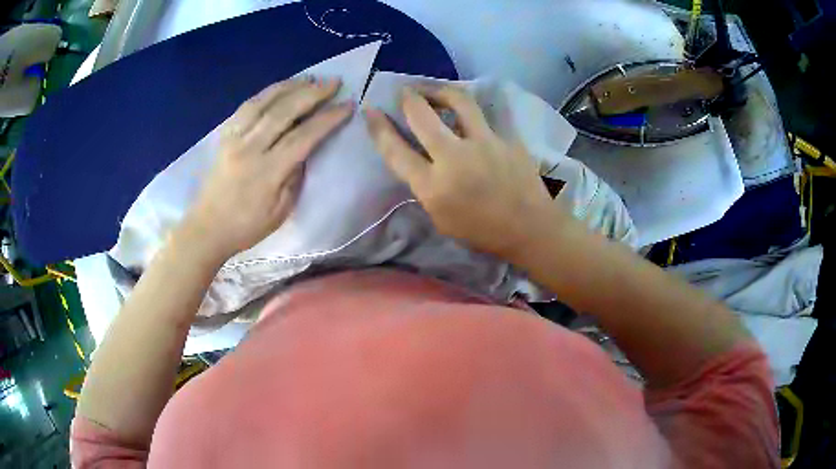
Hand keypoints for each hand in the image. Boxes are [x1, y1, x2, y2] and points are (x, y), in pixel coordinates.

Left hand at [180, 77, 352, 260]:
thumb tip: (305, 150)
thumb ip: (295, 177)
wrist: (207, 228)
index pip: (303, 137)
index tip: (347, 105)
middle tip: (333, 82)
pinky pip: (246, 107)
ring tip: (309, 79)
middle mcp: (249, 148)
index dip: (327, 119)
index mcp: (267, 172)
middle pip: (283, 112)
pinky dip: (265, 94)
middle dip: (312, 93)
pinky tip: (279, 88)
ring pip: (263, 103)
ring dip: (289, 86)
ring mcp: (234, 139)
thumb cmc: (246, 227)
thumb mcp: (280, 211)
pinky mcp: (224, 136)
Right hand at [365, 85, 560, 259]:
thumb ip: (425, 187)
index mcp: (433, 186)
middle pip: (422, 115)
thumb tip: (417, 159)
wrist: (530, 229)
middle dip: (408, 97)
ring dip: (440, 90)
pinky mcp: (507, 138)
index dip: (378, 127)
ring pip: (457, 101)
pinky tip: (469, 110)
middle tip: (404, 92)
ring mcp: (484, 143)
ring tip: (435, 90)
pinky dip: (472, 110)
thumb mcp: (440, 219)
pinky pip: (486, 114)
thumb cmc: (482, 232)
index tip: (370, 110)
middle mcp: (454, 158)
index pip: (395, 150)